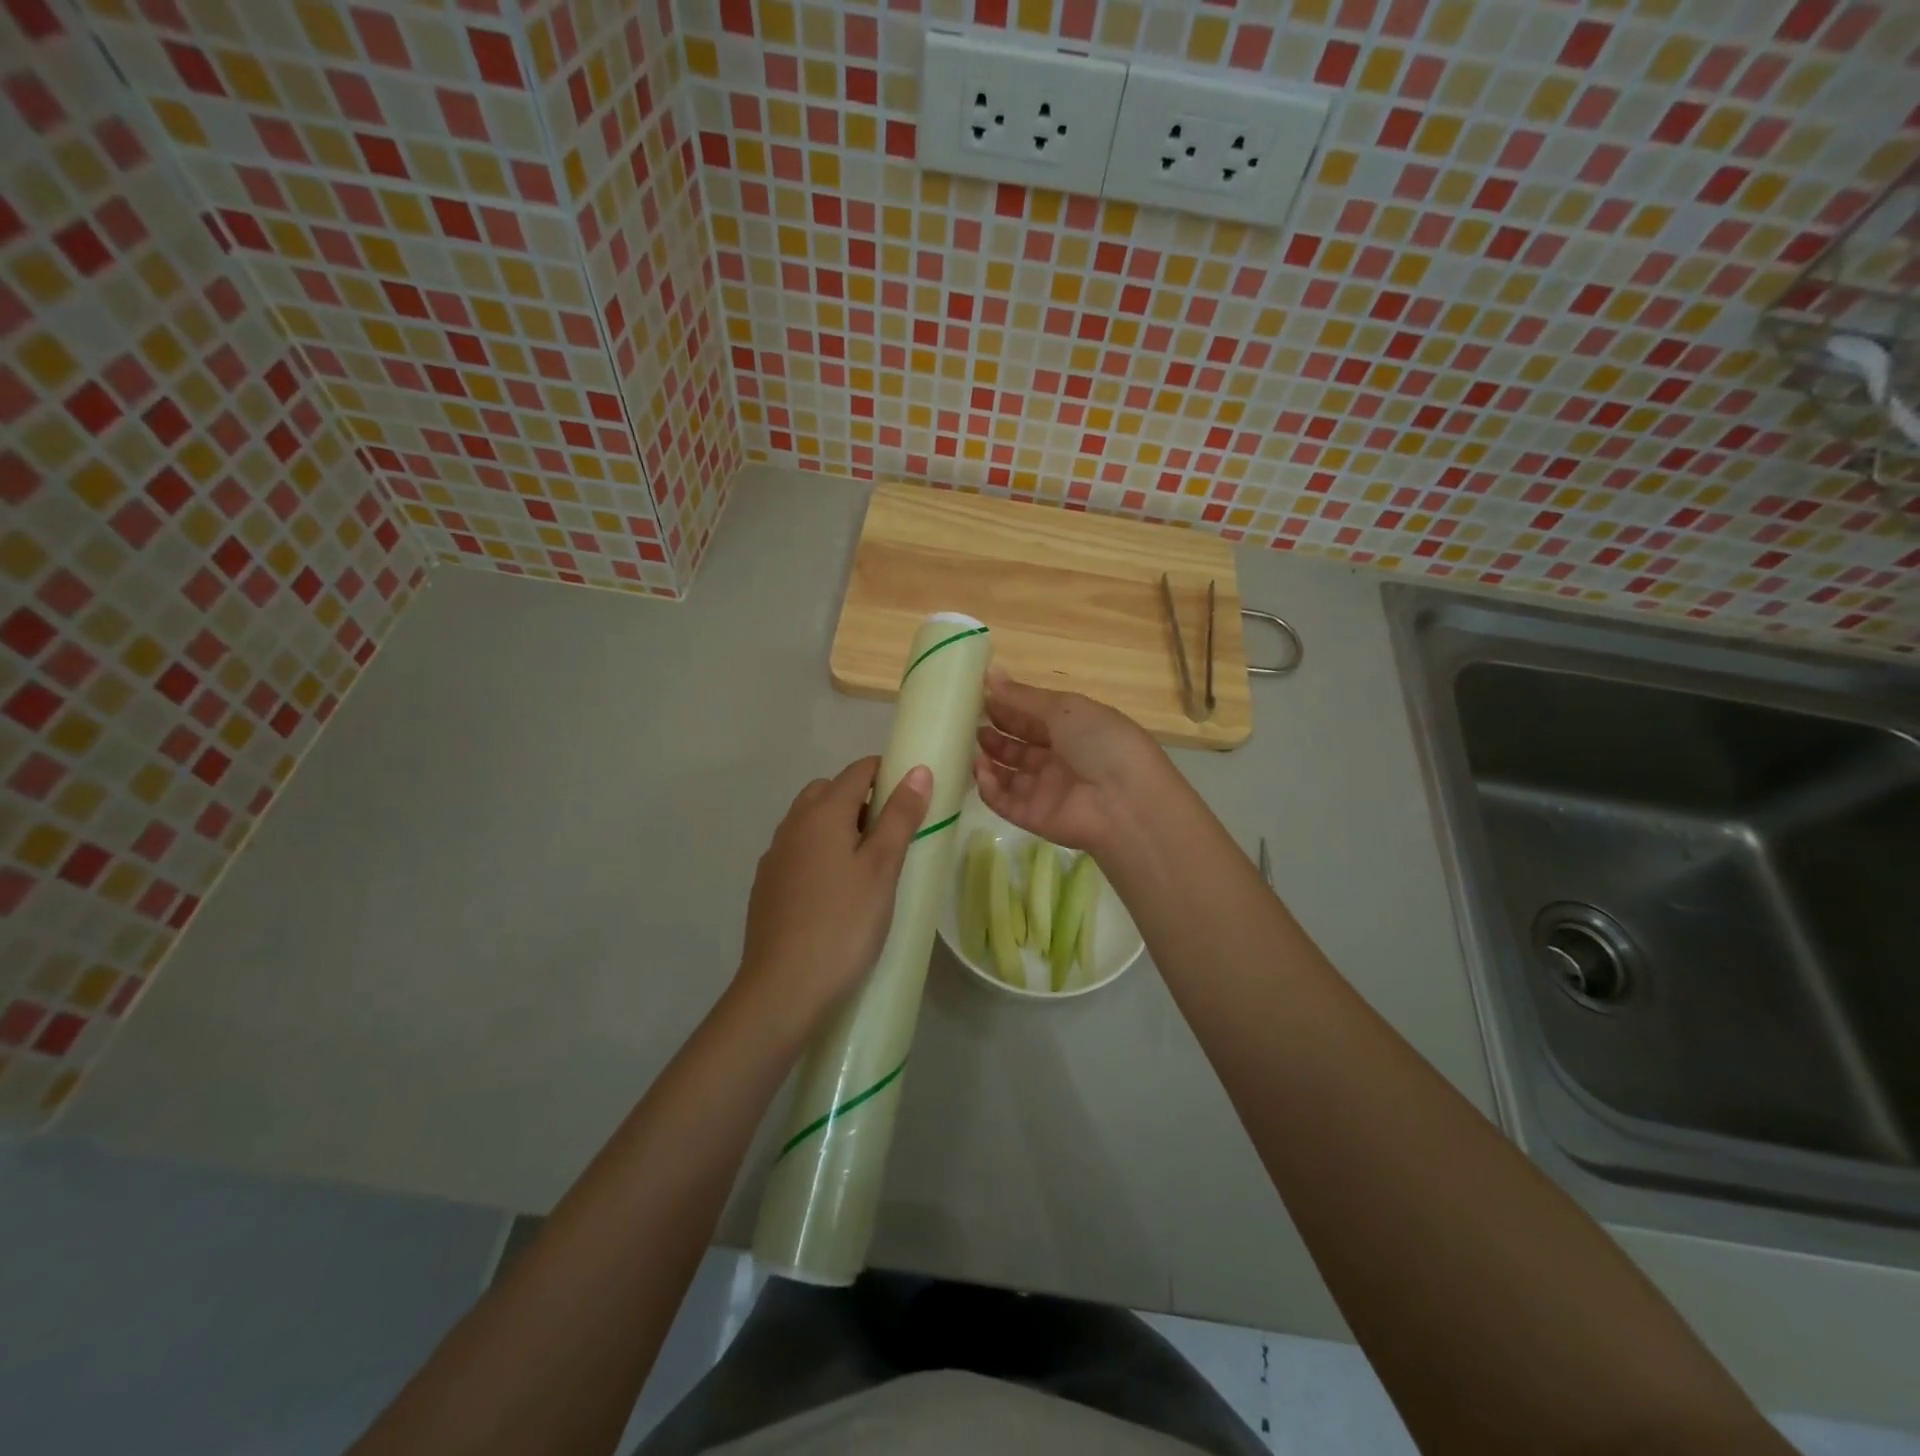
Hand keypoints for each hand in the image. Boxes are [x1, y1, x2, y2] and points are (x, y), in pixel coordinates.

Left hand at [735, 756, 930, 1029]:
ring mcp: (774, 857)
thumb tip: (917, 769)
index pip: (858, 771)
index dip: (888, 773)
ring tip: (867, 864)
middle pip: (828, 791)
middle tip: (892, 833)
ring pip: (809, 822)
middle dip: (861, 799)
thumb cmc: (844, 924)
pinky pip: (798, 852)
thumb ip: (900, 816)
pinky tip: (836, 891)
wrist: (783, 989)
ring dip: (838, 826)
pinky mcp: (767, 887)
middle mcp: (792, 825)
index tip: (913, 795)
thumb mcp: (882, 868)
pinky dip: (820, 853)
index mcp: (821, 813)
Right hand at [972, 668, 1172, 856]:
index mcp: (1073, 730)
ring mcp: (1046, 790)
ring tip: (973, 745)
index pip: (1032, 718)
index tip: (977, 696)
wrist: (1125, 801)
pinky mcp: (1034, 817)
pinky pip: (1004, 802)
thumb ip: (1023, 697)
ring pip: (1008, 775)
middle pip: (1018, 746)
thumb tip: (989, 674)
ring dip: (988, 759)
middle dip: (994, 734)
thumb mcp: (1064, 708)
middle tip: (968, 723)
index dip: (1006, 708)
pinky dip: (989, 787)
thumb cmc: (1100, 742)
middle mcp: (1059, 760)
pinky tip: (981, 770)